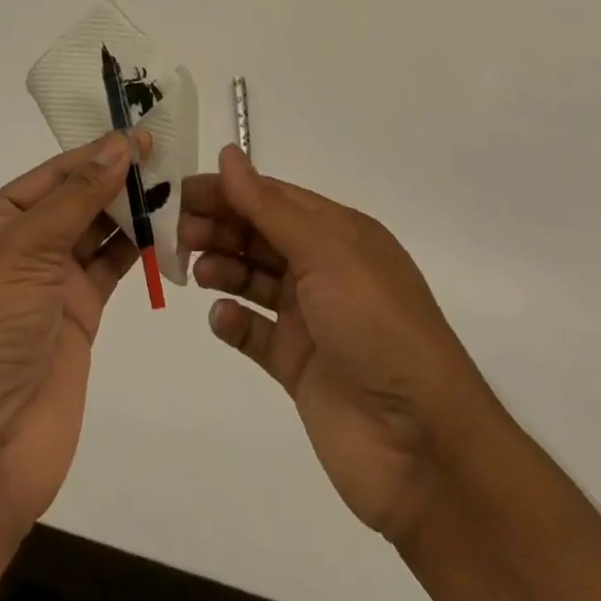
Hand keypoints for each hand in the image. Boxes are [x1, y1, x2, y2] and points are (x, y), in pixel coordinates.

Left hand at [0, 128, 148, 532]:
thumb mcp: (23, 252)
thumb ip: (76, 198)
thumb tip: (119, 146)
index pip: (53, 174)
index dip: (96, 152)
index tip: (142, 134)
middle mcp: (22, 248)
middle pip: (77, 199)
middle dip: (117, 176)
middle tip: (169, 154)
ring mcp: (51, 284)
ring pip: (98, 230)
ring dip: (132, 209)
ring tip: (176, 184)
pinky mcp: (79, 316)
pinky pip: (112, 267)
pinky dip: (138, 247)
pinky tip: (168, 228)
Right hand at [179, 144, 495, 544]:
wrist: (422, 445)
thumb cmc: (376, 325)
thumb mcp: (326, 252)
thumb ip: (270, 206)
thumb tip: (228, 154)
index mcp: (339, 233)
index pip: (273, 198)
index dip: (229, 191)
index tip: (181, 192)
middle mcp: (325, 269)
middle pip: (260, 235)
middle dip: (220, 227)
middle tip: (178, 233)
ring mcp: (312, 319)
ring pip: (255, 279)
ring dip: (223, 268)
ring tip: (196, 271)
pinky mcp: (299, 366)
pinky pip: (256, 334)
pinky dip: (235, 322)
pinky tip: (222, 318)